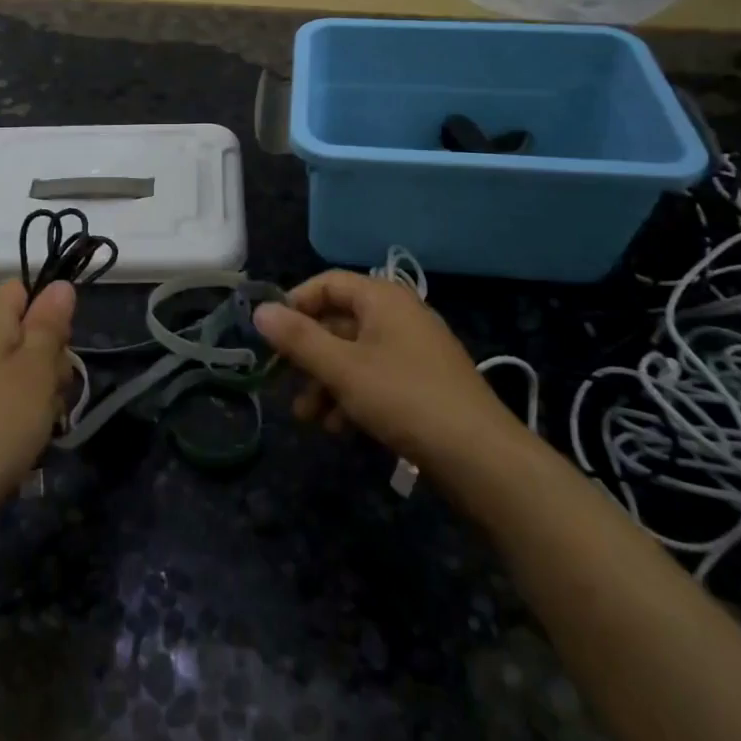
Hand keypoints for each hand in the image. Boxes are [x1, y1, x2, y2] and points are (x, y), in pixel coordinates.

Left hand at [0, 280, 75, 519]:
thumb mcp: (37, 367)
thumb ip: (50, 324)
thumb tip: (59, 285)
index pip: (20, 289)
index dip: (48, 309)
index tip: (62, 342)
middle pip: (23, 331)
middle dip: (50, 358)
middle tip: (55, 388)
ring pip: (18, 369)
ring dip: (40, 391)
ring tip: (45, 422)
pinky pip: (2, 399)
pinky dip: (20, 414)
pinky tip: (28, 440)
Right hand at [253, 270, 524, 465]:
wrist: (480, 457)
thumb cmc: (404, 398)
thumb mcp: (342, 368)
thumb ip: (298, 339)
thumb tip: (260, 311)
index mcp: (383, 299)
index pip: (328, 283)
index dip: (295, 304)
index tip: (271, 336)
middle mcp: (399, 316)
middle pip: (339, 322)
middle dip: (307, 354)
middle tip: (281, 380)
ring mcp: (414, 351)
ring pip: (354, 355)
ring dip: (325, 382)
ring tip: (307, 417)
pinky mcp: (422, 383)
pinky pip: (375, 378)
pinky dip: (352, 396)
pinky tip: (339, 428)